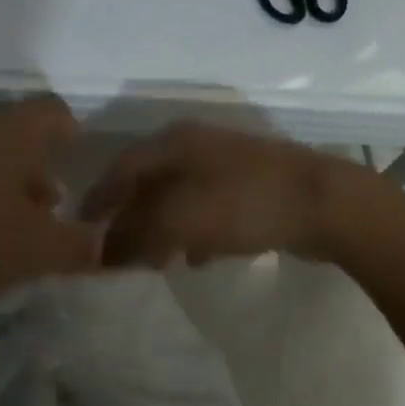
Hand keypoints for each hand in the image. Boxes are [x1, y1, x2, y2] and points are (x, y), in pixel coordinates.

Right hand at [81, 121, 381, 267]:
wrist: (324, 203)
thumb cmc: (243, 203)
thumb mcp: (179, 220)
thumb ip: (136, 234)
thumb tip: (105, 250)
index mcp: (173, 142)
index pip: (121, 168)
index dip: (98, 199)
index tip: (80, 229)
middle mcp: (196, 146)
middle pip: (149, 183)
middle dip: (130, 219)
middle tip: (116, 254)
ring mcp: (227, 164)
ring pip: (179, 198)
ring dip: (162, 229)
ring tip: (154, 263)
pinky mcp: (251, 187)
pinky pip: (209, 211)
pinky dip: (195, 233)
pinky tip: (197, 258)